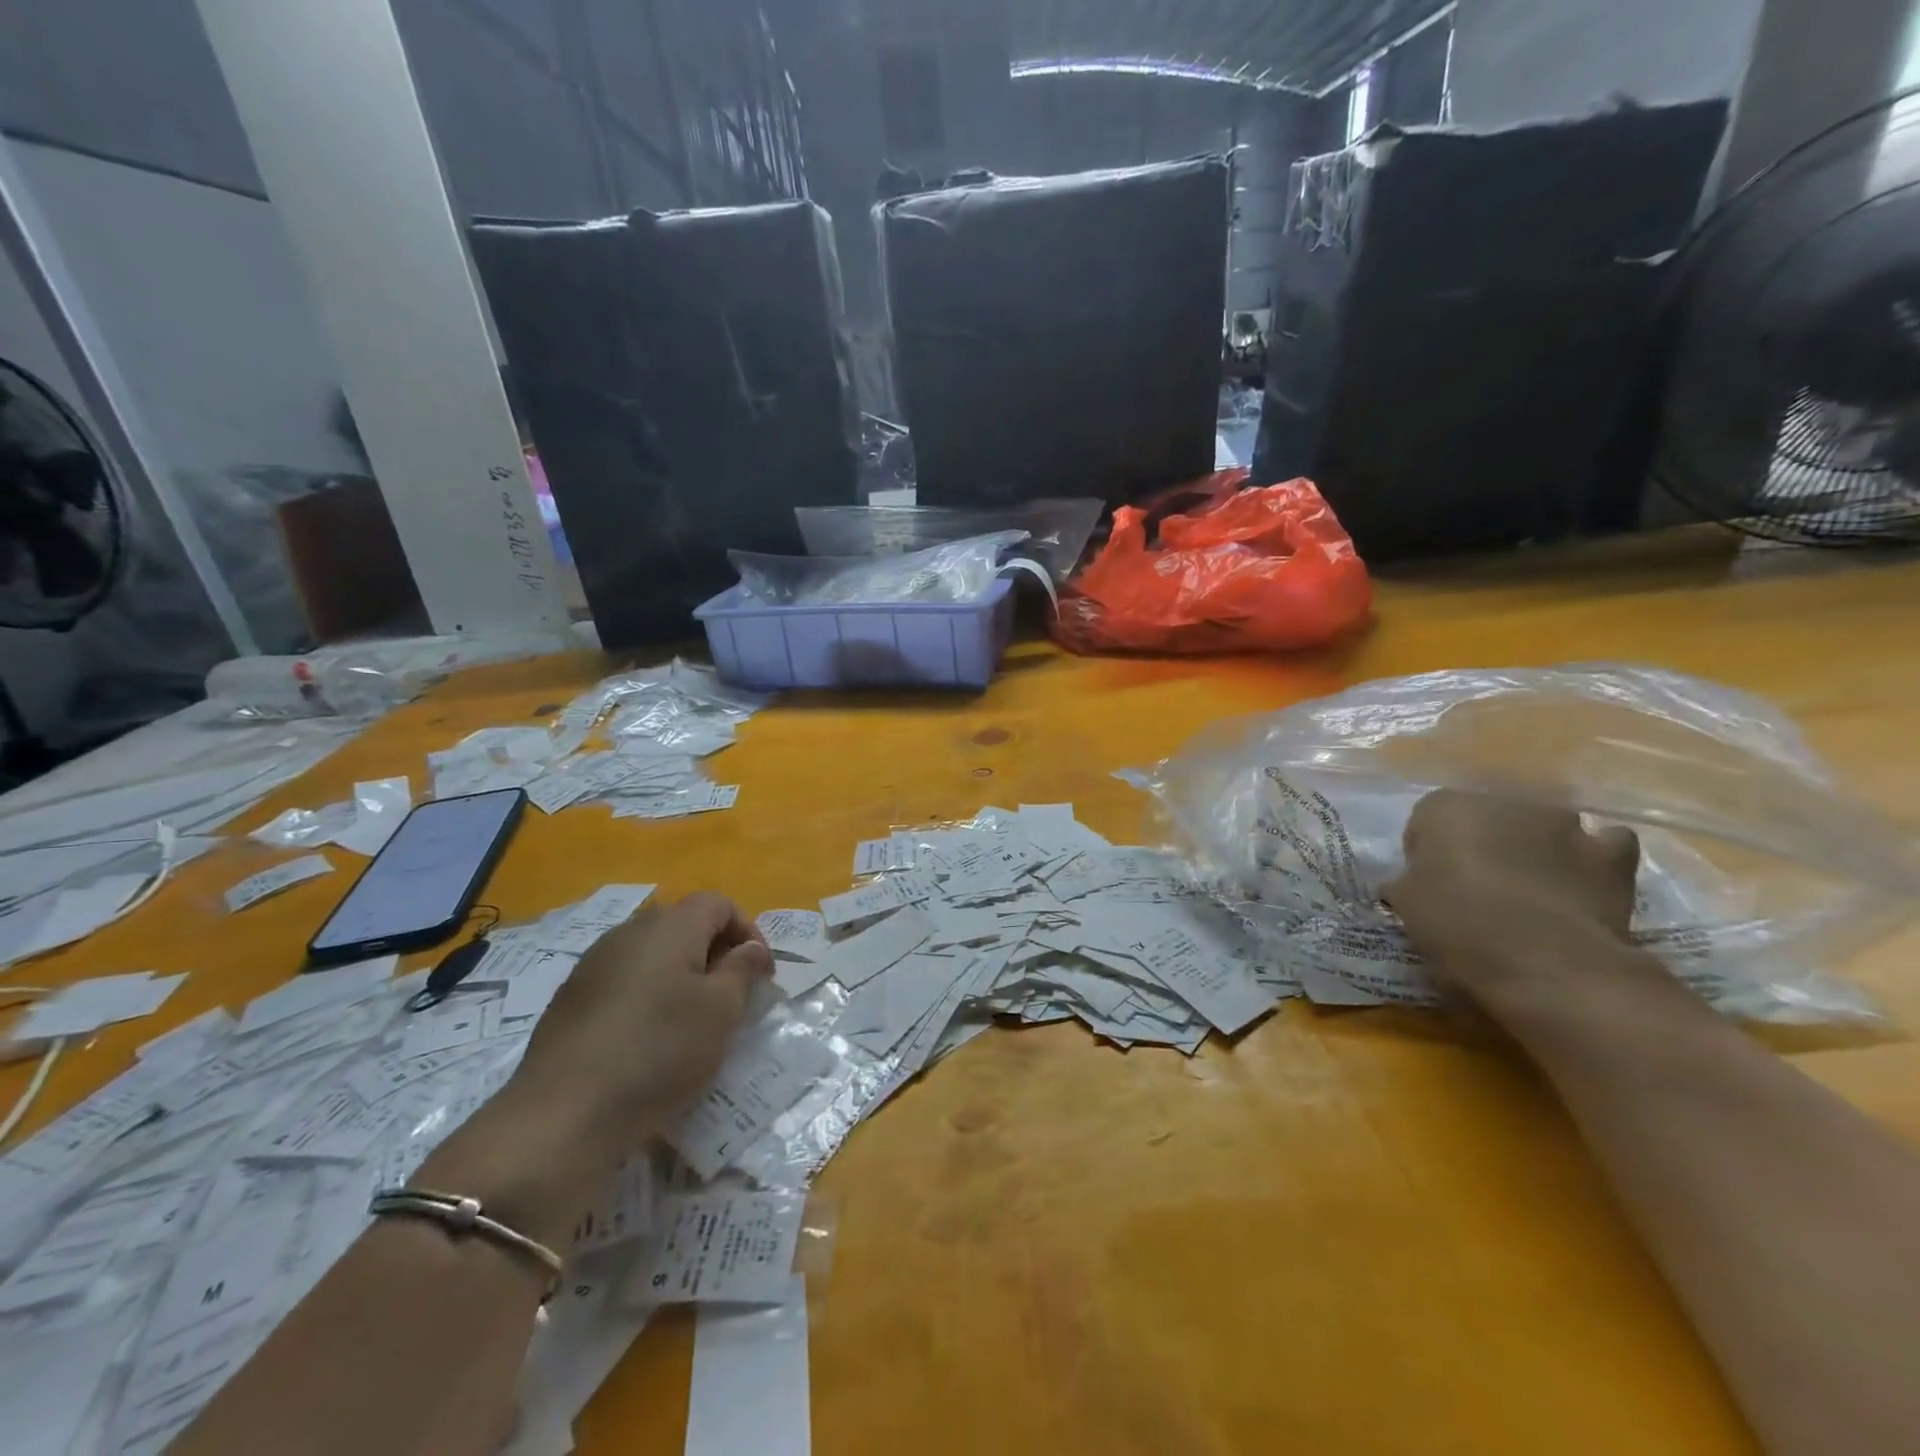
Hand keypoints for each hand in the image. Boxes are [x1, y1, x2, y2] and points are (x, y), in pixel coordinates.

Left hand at [509, 892, 772, 1153]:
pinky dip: (647, 994)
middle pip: (684, 923)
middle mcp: (630, 931)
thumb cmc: (660, 1052)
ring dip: (680, 973)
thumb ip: (742, 970)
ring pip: (652, 952)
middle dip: (714, 951)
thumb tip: (750, 948)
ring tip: (691, 1019)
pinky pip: (623, 978)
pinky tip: (648, 1037)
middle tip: (731, 996)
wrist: (564, 1115)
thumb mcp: (721, 1011)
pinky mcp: (571, 997)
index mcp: (670, 926)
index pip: (719, 903)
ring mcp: (594, 963)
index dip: (748, 931)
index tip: (760, 975)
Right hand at [1383, 789, 1640, 1010]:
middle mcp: (1504, 801)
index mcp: (1445, 807)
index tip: (1428, 886)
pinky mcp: (1612, 856)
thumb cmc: (1457, 924)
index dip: (1427, 853)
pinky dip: (1593, 860)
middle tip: (1477, 891)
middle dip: (1483, 845)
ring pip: (1542, 828)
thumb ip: (1407, 884)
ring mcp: (1564, 825)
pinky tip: (1582, 886)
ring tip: (1531, 894)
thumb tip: (1407, 884)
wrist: (1545, 962)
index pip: (1427, 821)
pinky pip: (1603, 846)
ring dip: (1536, 849)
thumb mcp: (1407, 905)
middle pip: (1487, 819)